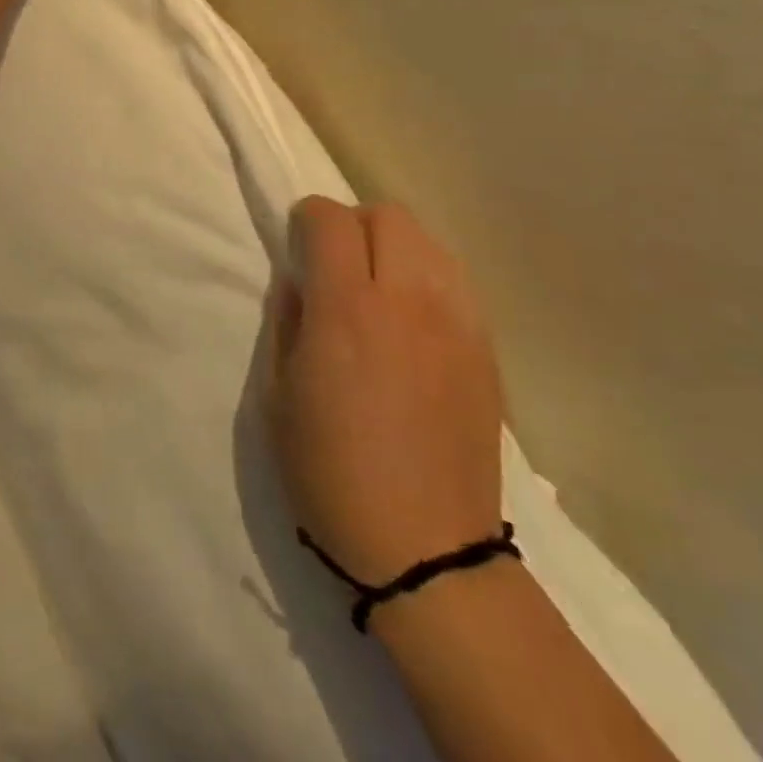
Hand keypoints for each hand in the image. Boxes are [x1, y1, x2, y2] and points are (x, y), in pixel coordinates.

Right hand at [266, 198, 503, 585]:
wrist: (425, 548)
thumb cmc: (330, 472)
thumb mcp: (277, 395)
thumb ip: (285, 320)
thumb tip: (300, 282)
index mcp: (346, 310)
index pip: (330, 219)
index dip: (307, 218)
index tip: (298, 243)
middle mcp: (406, 300)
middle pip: (388, 215)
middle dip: (354, 223)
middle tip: (337, 263)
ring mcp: (455, 323)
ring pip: (429, 242)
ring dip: (395, 247)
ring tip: (378, 288)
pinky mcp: (485, 349)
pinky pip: (456, 282)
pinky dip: (428, 279)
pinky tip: (414, 319)